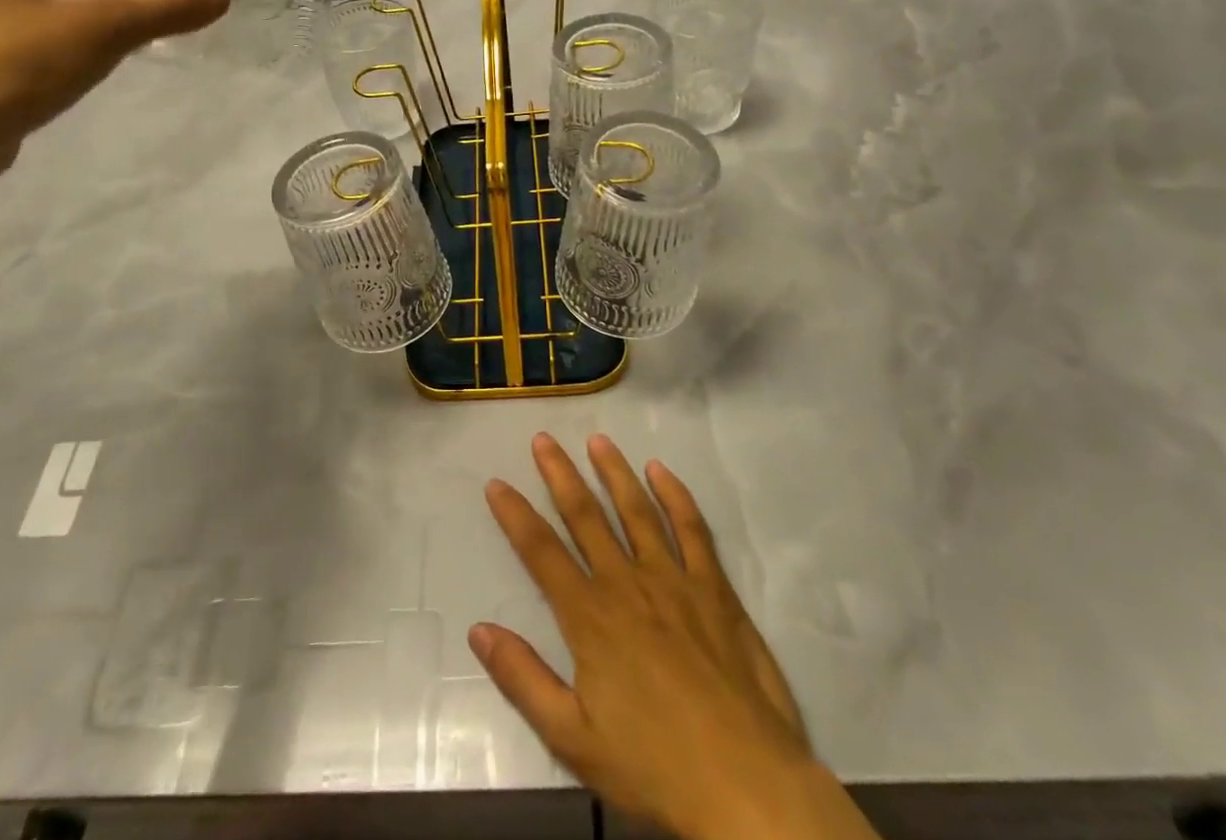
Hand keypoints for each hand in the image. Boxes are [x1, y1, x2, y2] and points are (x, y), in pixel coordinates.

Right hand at [474, 434, 879, 839]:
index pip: (541, 552)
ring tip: (597, 440)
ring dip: (614, 472)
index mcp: (591, 618)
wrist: (747, 786)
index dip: (515, 515)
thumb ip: (524, 679)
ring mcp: (674, 580)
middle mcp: (627, 583)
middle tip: (543, 439)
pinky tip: (661, 471)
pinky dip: (675, 495)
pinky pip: (692, 529)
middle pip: (586, 516)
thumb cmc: (655, 767)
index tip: (496, 483)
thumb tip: (478, 630)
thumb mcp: (574, 739)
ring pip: (636, 510)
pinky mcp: (713, 588)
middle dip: (560, 474)